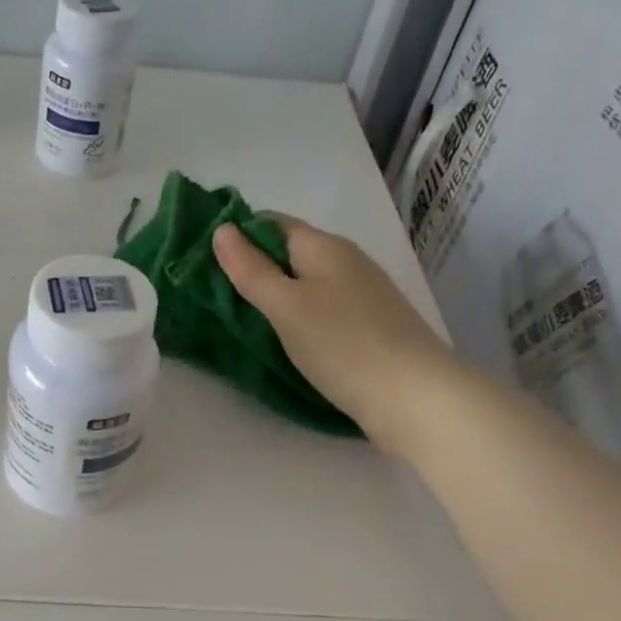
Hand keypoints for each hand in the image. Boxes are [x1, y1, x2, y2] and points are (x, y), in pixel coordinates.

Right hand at [213, 217, 452, 454]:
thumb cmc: (342, 345)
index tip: (205, 262)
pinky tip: (285, 339)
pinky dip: (298, 317)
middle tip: (216, 297)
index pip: (272, 223)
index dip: (238, 235)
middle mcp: (346, 261)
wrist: (415, 397)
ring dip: (275, 295)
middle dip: (253, 268)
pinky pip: (322, 308)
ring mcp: (362, 294)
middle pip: (289, 252)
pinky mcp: (370, 325)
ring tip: (243, 320)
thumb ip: (251, 269)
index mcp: (324, 246)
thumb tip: (222, 229)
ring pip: (306, 282)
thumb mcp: (285, 306)